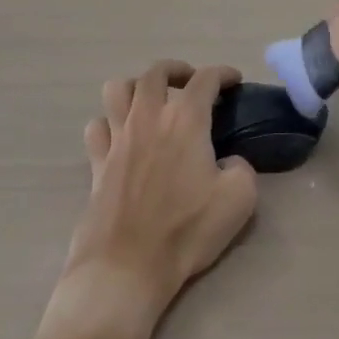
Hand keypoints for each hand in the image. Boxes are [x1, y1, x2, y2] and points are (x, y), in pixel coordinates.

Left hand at [61, 61, 257, 318]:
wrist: (125, 268)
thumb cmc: (185, 231)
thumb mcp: (238, 199)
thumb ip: (242, 168)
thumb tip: (228, 162)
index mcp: (186, 120)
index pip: (206, 79)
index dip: (223, 74)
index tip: (234, 80)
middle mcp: (148, 118)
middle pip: (155, 72)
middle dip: (177, 70)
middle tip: (190, 82)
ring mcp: (118, 139)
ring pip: (117, 89)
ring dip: (136, 86)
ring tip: (151, 101)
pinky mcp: (96, 164)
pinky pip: (97, 127)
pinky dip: (109, 123)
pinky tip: (122, 135)